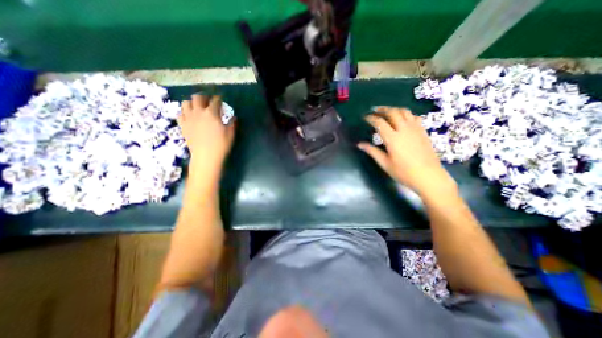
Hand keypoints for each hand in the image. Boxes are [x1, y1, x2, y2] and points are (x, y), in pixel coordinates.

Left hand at [179, 94, 234, 175]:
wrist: (206, 156)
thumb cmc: (221, 145)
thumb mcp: (230, 134)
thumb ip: (232, 123)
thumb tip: (233, 117)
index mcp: (212, 113)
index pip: (215, 101)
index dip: (219, 99)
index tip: (221, 99)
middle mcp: (198, 112)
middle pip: (197, 97)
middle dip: (204, 97)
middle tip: (208, 102)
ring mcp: (188, 118)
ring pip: (185, 103)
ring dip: (192, 103)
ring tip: (197, 108)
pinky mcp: (183, 125)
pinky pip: (180, 114)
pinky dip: (185, 113)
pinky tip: (190, 117)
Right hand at [356, 106, 455, 197]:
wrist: (429, 176)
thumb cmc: (404, 172)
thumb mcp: (385, 163)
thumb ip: (372, 151)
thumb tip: (360, 144)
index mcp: (393, 138)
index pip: (379, 123)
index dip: (370, 118)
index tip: (364, 117)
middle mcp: (404, 129)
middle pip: (392, 112)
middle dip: (382, 109)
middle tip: (374, 110)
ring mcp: (415, 129)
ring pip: (404, 111)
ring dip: (394, 109)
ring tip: (387, 112)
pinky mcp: (423, 131)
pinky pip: (414, 117)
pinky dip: (406, 114)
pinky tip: (402, 119)